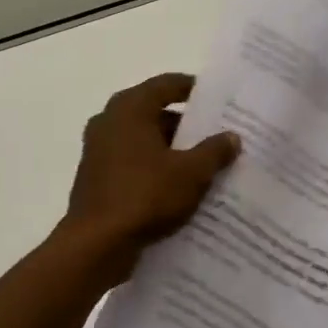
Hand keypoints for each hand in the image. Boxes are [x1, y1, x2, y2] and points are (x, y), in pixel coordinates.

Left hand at [60, 73, 239, 272]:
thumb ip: (213, 151)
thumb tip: (231, 136)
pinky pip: (132, 163)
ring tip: (205, 164)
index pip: (165, 84)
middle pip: (153, 112)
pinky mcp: (96, 176)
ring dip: (170, 149)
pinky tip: (178, 187)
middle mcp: (109, 121)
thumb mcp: (191, 173)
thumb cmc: (144, 196)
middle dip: (185, 124)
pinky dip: (154, 168)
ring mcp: (98, 150)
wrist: (97, 243)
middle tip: (217, 134)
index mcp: (129, 108)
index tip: (218, 98)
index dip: (192, 88)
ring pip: (143, 140)